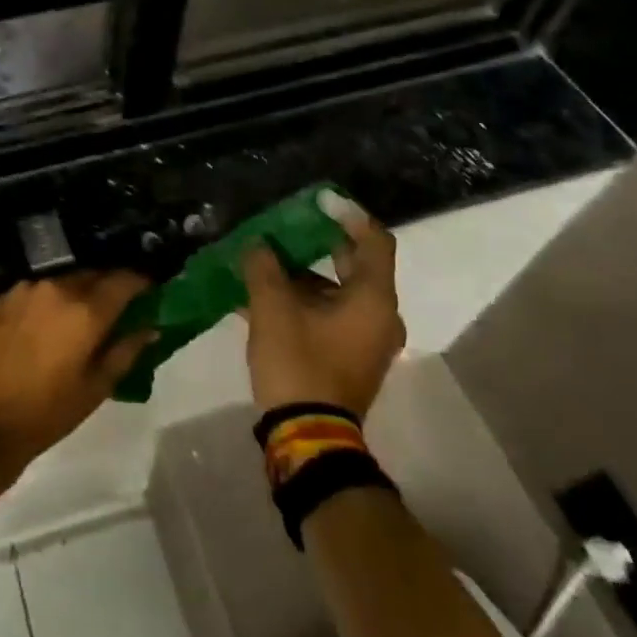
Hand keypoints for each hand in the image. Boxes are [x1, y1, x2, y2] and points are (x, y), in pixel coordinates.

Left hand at [0, 271, 155, 479]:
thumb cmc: (44, 412)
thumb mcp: (95, 389)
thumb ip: (125, 352)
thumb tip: (149, 328)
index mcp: (85, 309)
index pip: (124, 279)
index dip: (141, 282)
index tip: (151, 291)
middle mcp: (56, 288)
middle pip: (93, 275)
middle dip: (110, 287)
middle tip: (119, 309)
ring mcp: (25, 289)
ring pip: (64, 281)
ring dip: (79, 293)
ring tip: (83, 319)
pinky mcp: (2, 298)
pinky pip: (38, 290)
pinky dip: (51, 300)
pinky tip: (49, 324)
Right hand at [243, 193, 404, 417]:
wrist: (308, 437)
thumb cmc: (299, 364)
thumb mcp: (272, 309)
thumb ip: (264, 268)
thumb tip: (258, 245)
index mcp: (373, 300)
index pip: (373, 241)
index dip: (348, 214)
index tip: (319, 199)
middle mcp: (379, 317)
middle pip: (353, 265)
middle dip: (316, 243)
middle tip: (283, 226)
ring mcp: (364, 340)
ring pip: (334, 291)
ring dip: (299, 274)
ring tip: (259, 261)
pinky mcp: (347, 357)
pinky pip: (326, 315)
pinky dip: (299, 301)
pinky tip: (257, 297)